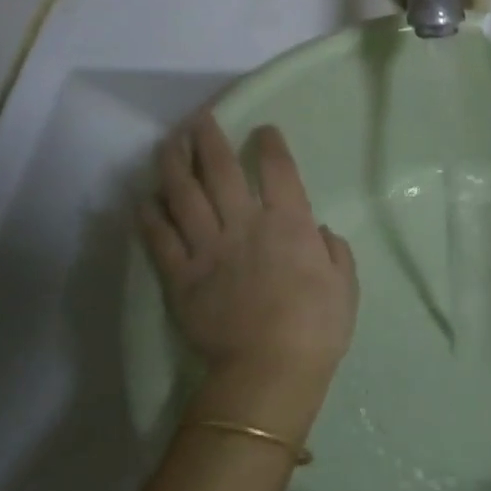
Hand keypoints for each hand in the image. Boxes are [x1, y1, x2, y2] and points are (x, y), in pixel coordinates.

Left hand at [138, 115, 357, 411]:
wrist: (270, 371)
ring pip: (185, 195)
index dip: (270, 144)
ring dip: (175, 164)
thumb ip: (334, 250)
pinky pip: (160, 239)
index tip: (263, 130)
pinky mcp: (181, 276)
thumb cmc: (317, 327)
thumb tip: (317, 231)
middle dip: (210, 139)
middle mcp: (244, 224)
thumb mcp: (344, 284)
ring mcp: (208, 248)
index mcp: (289, 224)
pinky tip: (145, 198)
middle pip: (221, 170)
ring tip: (169, 144)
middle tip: (201, 119)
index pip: (278, 170)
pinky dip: (150, 216)